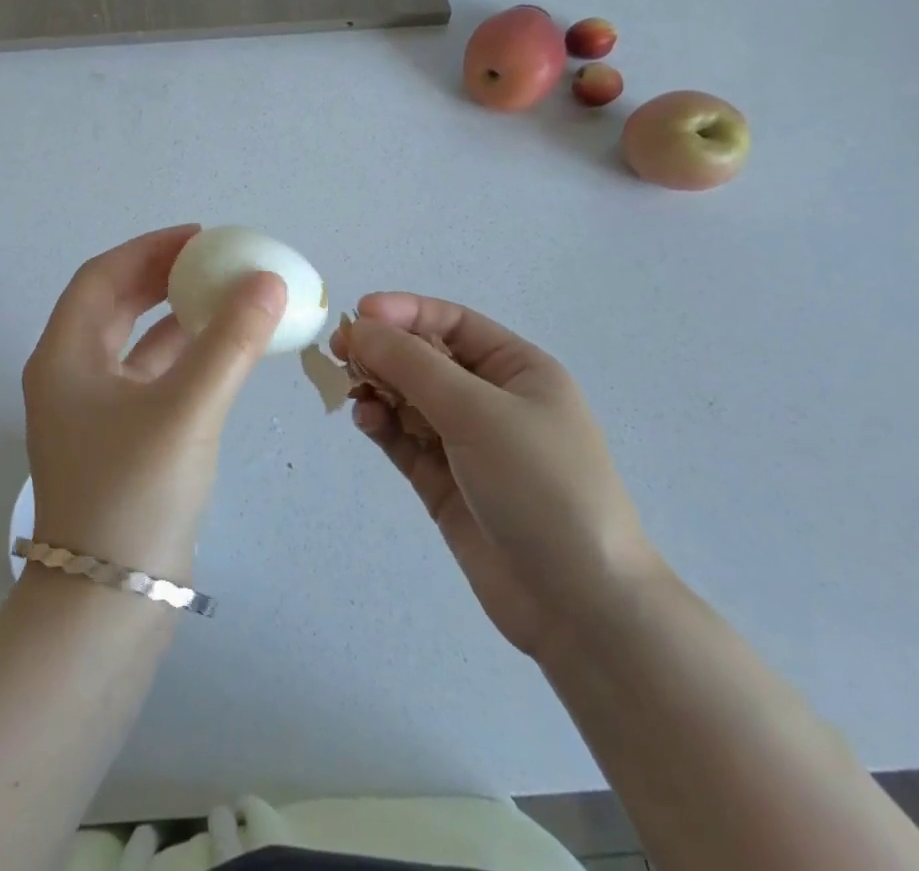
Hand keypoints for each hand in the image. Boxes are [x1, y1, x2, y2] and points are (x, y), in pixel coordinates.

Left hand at [22, 225, 286, 585]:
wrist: (106, 609)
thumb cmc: (134, 496)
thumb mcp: (187, 409)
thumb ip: (230, 341)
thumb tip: (267, 281)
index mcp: (65, 356)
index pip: (102, 276)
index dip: (149, 248)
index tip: (200, 236)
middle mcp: (69, 376)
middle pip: (114, 304)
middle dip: (162, 277)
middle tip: (214, 261)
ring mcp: (91, 412)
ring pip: (133, 343)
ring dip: (174, 316)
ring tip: (225, 297)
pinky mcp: (116, 442)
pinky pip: (148, 378)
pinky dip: (181, 357)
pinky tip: (221, 353)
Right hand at [344, 294, 660, 658]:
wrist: (579, 607)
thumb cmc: (540, 486)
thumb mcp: (479, 412)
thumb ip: (413, 366)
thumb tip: (360, 327)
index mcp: (518, 370)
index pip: (453, 323)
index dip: (406, 312)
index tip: (359, 314)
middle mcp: (492, 400)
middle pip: (426, 359)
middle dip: (385, 351)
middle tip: (340, 353)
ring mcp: (468, 444)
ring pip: (410, 399)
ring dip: (379, 388)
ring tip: (353, 390)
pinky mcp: (446, 482)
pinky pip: (405, 439)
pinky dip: (382, 425)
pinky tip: (365, 420)